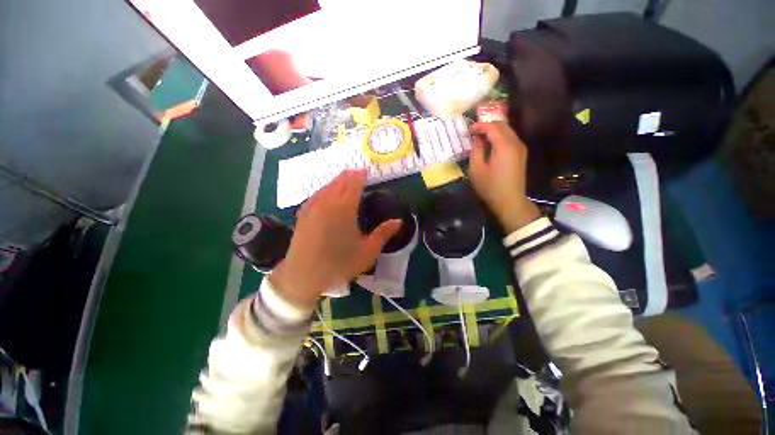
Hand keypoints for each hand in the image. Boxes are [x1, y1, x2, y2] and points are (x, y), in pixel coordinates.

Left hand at [269, 170, 400, 311]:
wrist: (303, 276)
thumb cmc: (339, 264)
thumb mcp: (367, 252)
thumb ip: (383, 234)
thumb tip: (399, 221)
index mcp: (345, 209)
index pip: (354, 186)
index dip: (360, 176)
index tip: (365, 170)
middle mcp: (328, 203)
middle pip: (339, 183)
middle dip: (349, 175)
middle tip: (356, 170)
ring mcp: (313, 208)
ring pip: (326, 187)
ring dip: (336, 180)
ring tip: (343, 176)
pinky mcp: (303, 215)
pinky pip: (314, 195)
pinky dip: (322, 189)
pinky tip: (324, 191)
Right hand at [468, 122, 539, 232]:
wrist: (510, 201)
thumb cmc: (490, 186)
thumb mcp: (477, 169)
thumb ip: (476, 150)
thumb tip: (477, 138)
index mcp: (504, 145)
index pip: (492, 127)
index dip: (479, 125)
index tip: (468, 129)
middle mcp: (516, 143)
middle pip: (502, 126)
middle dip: (487, 125)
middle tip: (474, 132)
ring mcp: (520, 148)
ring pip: (508, 131)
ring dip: (494, 131)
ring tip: (480, 137)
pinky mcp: (521, 154)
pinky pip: (510, 139)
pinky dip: (500, 137)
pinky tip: (491, 145)